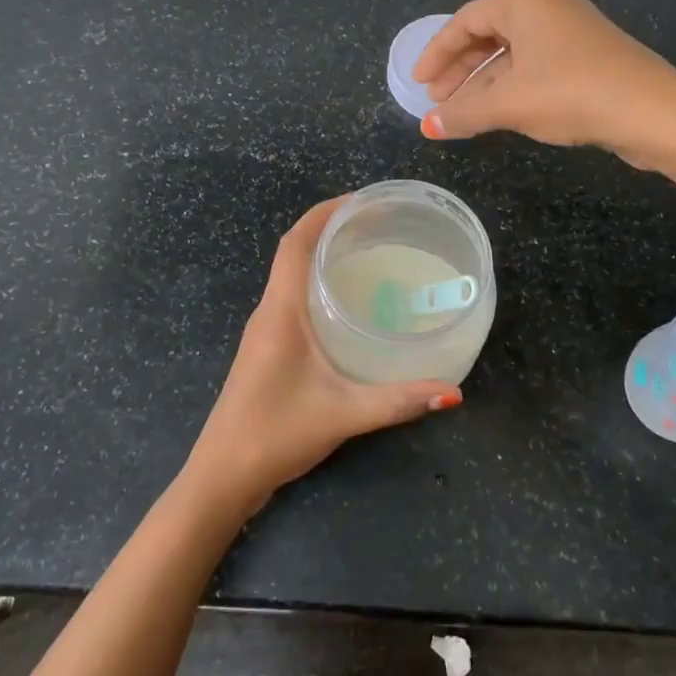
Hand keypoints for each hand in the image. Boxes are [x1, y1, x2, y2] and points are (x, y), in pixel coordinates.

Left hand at [184, 198, 459, 514]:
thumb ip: (398, 401)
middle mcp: (269, 311)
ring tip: (371, 254)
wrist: (222, 476)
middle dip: (333, 229)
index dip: (325, 213)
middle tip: (381, 225)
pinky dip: (320, 285)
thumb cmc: (275, 434)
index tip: (362, 200)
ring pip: (293, 276)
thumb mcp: (343, 414)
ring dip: (324, 256)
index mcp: (280, 311)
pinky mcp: (268, 349)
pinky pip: (294, 299)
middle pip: (295, 252)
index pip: (295, 242)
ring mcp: (265, 331)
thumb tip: (452, 392)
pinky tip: (351, 304)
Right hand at [412, 0, 675, 161]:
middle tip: (438, 100)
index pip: (466, 20)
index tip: (420, 84)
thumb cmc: (571, 94)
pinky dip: (512, 86)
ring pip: (514, 53)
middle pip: (489, 33)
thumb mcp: (509, 104)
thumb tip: (427, 127)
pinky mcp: (590, 58)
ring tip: (464, 113)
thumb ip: (463, 113)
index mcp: (526, 3)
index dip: (437, 52)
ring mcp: (573, 32)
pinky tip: (503, 112)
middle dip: (460, 69)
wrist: (652, 112)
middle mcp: (549, 8)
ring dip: (485, 82)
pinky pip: (536, 66)